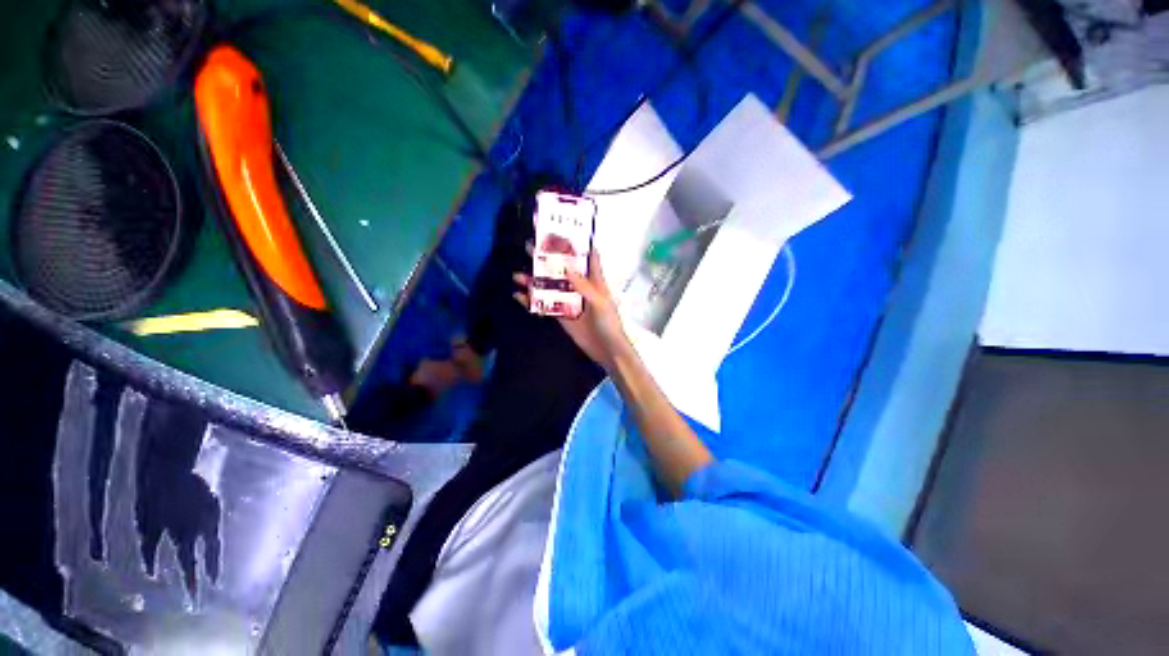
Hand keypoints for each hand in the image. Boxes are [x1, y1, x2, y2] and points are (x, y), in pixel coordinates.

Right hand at [514, 250, 631, 370]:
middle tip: (529, 247)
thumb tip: (567, 267)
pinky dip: (533, 301)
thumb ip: (584, 286)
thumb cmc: (609, 324)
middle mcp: (580, 287)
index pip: (587, 257)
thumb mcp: (600, 303)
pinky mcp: (562, 315)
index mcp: (594, 281)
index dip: (577, 244)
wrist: (606, 350)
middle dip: (547, 259)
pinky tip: (519, 296)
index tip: (563, 230)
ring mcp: (570, 301)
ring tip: (517, 274)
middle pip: (562, 269)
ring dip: (534, 281)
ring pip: (550, 287)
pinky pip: (546, 305)